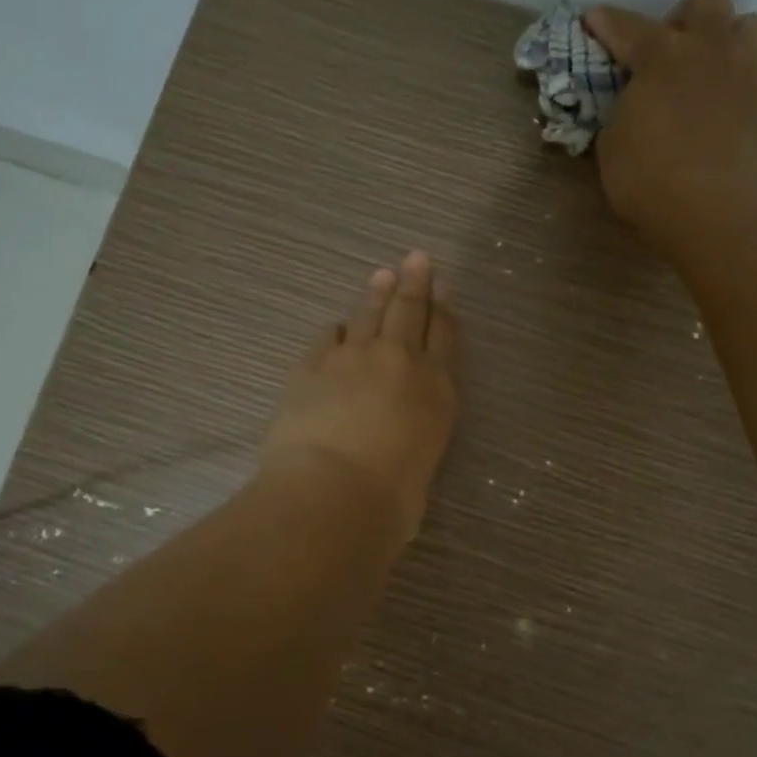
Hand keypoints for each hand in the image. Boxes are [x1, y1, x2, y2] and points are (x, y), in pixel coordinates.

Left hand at [260, 250, 458, 546]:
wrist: (333, 492)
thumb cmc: (392, 498)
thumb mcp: (422, 465)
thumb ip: (415, 438)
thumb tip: (400, 436)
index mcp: (436, 388)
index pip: (445, 336)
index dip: (445, 308)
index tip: (444, 285)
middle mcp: (398, 361)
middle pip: (409, 311)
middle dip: (414, 283)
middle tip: (416, 258)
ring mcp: (352, 358)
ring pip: (368, 314)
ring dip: (376, 294)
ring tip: (381, 276)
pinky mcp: (311, 366)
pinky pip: (328, 337)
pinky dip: (336, 330)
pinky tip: (337, 326)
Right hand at [584, 0, 756, 252]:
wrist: (712, 210)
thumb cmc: (647, 178)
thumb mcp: (613, 144)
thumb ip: (624, 112)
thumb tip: (634, 107)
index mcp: (662, 56)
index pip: (629, 27)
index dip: (607, 22)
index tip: (594, 18)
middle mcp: (709, 51)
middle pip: (709, 0)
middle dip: (686, 17)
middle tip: (670, 50)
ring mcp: (744, 75)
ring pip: (749, 26)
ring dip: (725, 40)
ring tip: (706, 73)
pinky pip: (753, 78)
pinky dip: (734, 88)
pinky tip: (718, 116)